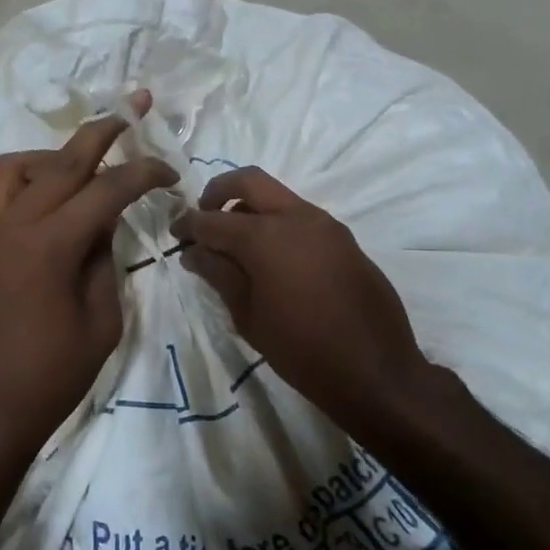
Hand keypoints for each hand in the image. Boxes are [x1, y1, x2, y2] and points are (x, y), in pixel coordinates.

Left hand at [0, 93, 177, 472]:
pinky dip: (22, 186)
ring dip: (52, 155)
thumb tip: (103, 228)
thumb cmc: (49, 378)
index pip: (108, 188)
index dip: (145, 173)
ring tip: (83, 167)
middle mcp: (15, 225)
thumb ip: (106, 264)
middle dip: (103, 129)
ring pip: (15, 167)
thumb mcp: (101, 322)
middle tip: (133, 106)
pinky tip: (44, 205)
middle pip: (62, 159)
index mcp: (52, 243)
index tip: (172, 173)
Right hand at [171, 168, 432, 431]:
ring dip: (251, 208)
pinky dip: (277, 223)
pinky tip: (271, 258)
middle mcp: (296, 217)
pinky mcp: (343, 238)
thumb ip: (219, 275)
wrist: (375, 369)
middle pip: (249, 180)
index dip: (189, 224)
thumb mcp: (249, 317)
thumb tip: (194, 252)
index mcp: (266, 236)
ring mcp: (325, 224)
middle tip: (204, 219)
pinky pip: (301, 217)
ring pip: (278, 196)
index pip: (214, 219)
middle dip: (219, 192)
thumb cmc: (301, 350)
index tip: (174, 233)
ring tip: (235, 243)